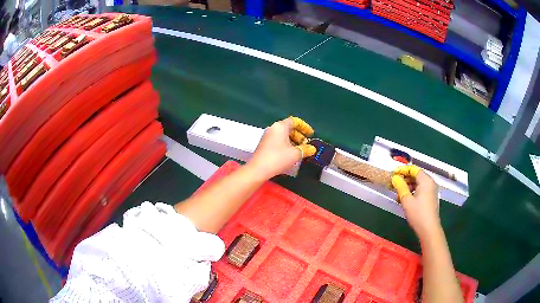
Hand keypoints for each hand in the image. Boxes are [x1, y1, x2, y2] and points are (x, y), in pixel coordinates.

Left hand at [248, 117, 315, 179]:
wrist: (258, 169)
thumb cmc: (278, 158)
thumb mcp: (295, 154)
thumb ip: (306, 149)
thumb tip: (312, 148)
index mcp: (280, 126)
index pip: (295, 121)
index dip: (304, 127)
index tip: (311, 134)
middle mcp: (273, 128)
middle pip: (289, 128)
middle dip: (299, 136)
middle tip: (306, 145)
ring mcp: (267, 136)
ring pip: (283, 135)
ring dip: (293, 142)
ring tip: (300, 151)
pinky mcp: (264, 145)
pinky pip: (278, 141)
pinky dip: (286, 145)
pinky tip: (290, 155)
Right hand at [391, 166, 440, 239]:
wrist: (429, 229)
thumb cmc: (418, 214)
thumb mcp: (406, 200)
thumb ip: (400, 186)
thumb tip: (395, 178)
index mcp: (426, 180)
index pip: (413, 169)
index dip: (403, 170)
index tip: (393, 174)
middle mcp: (430, 182)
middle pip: (417, 175)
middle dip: (405, 178)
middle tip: (394, 183)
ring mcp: (432, 190)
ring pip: (419, 183)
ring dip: (409, 186)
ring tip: (398, 193)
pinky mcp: (431, 198)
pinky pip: (422, 189)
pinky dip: (414, 191)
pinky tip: (406, 199)